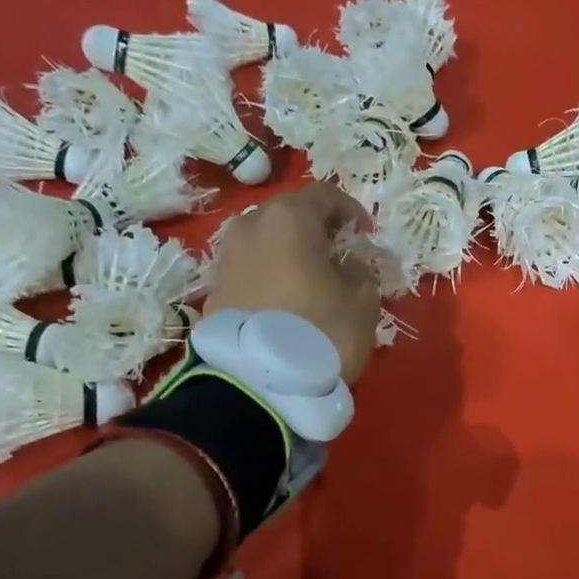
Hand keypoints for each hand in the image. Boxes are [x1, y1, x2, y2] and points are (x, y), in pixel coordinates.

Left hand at [204, 184, 381, 383]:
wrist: (258, 383)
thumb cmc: (321, 331)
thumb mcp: (363, 301)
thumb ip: (360, 272)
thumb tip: (346, 265)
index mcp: (290, 218)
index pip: (325, 195)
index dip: (350, 211)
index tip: (364, 236)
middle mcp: (250, 226)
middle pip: (289, 216)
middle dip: (316, 231)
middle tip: (338, 257)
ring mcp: (226, 259)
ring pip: (266, 244)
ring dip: (289, 255)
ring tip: (310, 283)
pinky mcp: (214, 291)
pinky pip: (250, 272)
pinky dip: (270, 278)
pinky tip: (286, 305)